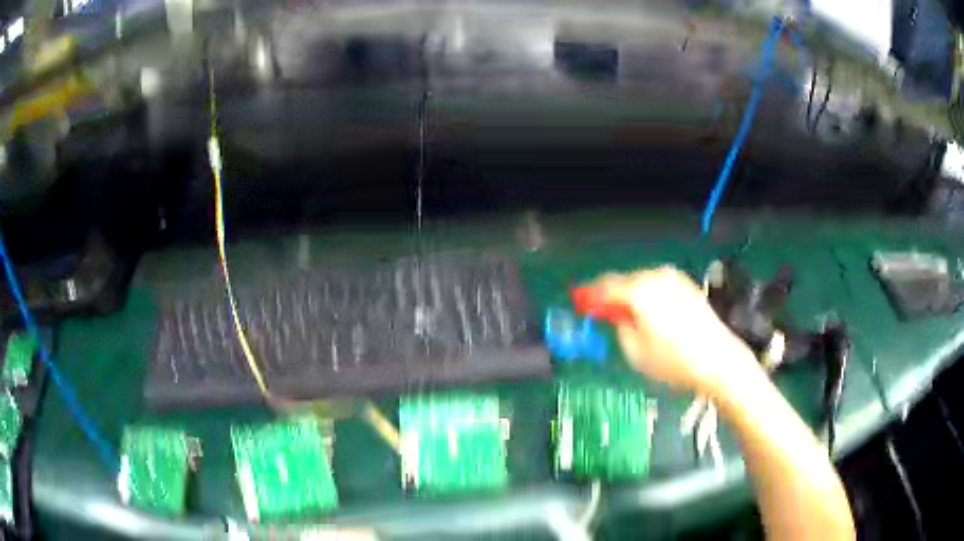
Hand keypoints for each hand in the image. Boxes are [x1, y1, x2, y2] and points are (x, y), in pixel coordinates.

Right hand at [587, 267, 759, 398]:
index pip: (605, 286)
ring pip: (641, 281)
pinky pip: (658, 285)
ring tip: (626, 314)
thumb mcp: (635, 353)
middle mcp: (656, 278)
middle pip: (624, 280)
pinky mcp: (686, 286)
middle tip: (601, 310)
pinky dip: (647, 294)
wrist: (717, 360)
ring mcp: (674, 279)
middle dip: (611, 294)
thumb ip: (619, 328)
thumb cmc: (673, 362)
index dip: (589, 294)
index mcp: (639, 292)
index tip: (579, 301)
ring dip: (630, 294)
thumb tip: (616, 317)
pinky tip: (648, 311)